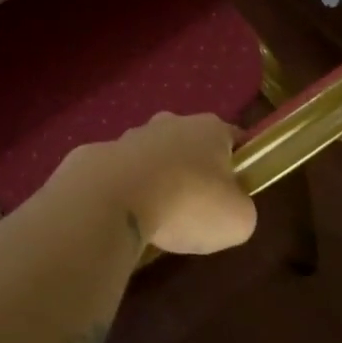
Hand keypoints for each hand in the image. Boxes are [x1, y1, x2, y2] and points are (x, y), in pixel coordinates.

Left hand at [58, 112, 256, 255]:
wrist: (115, 199)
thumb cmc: (189, 203)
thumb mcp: (238, 220)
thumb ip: (241, 209)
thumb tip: (230, 208)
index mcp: (210, 129)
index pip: (234, 138)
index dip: (240, 163)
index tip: (237, 191)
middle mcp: (171, 122)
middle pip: (191, 144)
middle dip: (194, 170)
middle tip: (196, 207)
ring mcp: (131, 135)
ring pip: (153, 156)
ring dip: (157, 179)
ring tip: (157, 217)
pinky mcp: (100, 154)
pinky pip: (121, 174)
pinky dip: (126, 191)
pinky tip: (127, 217)